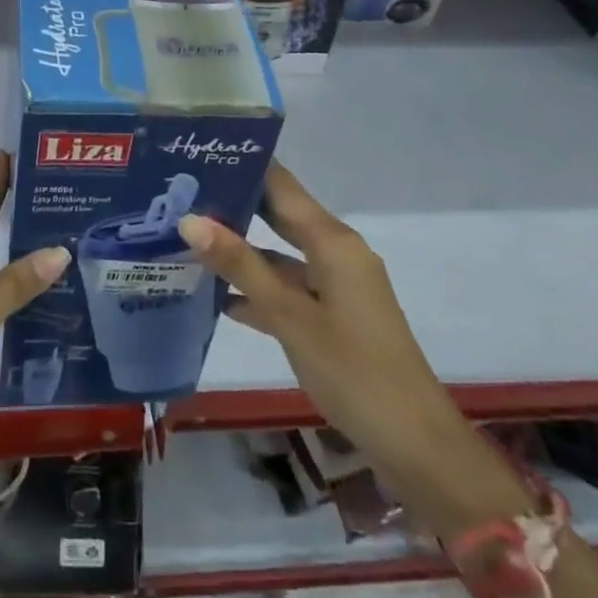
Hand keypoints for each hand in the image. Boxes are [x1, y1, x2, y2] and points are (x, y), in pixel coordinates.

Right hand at [176, 162, 494, 513]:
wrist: (414, 444)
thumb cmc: (353, 370)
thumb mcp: (290, 317)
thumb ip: (241, 266)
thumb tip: (190, 218)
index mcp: (332, 240)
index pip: (281, 185)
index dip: (244, 165)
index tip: (199, 153)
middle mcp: (336, 251)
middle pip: (280, 214)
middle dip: (235, 203)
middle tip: (183, 192)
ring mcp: (336, 284)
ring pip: (281, 253)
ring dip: (241, 250)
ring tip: (188, 238)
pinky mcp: (334, 314)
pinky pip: (290, 287)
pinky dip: (259, 288)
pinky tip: (218, 298)